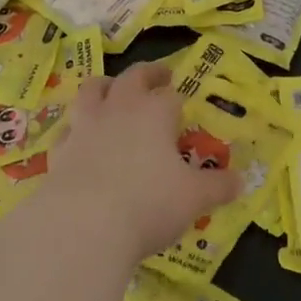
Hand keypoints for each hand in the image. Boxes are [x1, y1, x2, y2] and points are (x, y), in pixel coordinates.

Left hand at [45, 62, 242, 263]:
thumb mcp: (193, 199)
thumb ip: (217, 187)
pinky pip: (67, 129)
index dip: (178, 101)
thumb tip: (241, 181)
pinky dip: (75, 129)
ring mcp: (86, 125)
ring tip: (111, 90)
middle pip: (133, 77)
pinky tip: (79, 140)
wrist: (83, 226)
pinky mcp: (60, 149)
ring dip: (104, 86)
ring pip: (93, 90)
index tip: (183, 109)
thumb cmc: (148, 204)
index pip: (171, 96)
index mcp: (155, 112)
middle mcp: (120, 108)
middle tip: (158, 77)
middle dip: (147, 74)